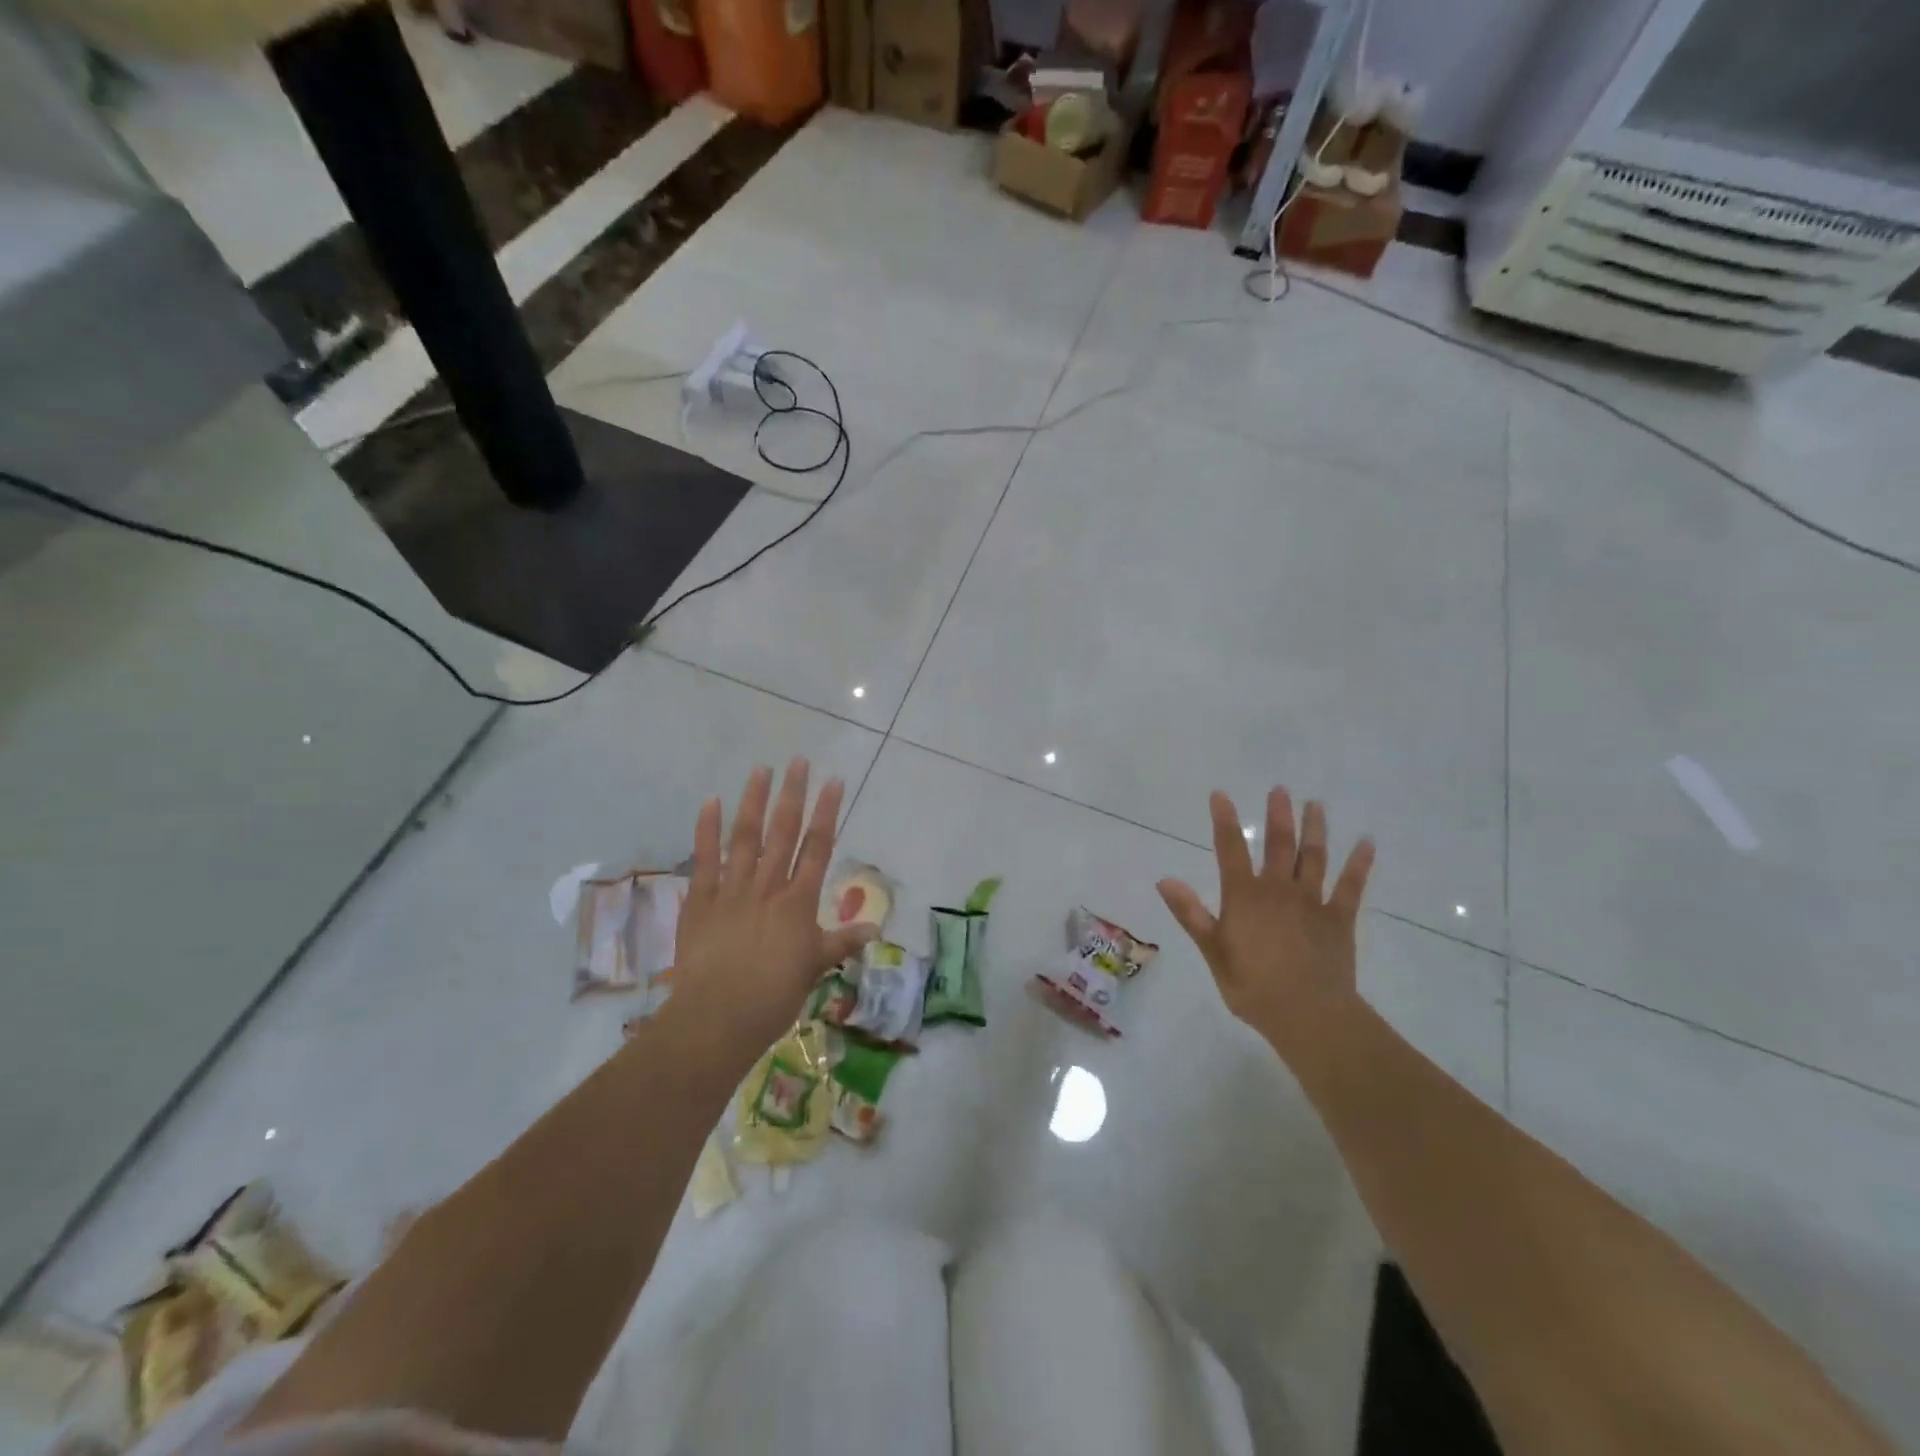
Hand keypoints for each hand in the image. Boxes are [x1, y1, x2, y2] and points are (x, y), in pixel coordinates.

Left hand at [669, 759, 875, 1059]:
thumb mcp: (814, 968)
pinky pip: (704, 859)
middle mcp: (768, 886)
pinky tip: (711, 802)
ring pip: (746, 837)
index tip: (834, 781)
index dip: (827, 812)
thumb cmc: (773, 996)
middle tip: (798, 761)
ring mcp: (732, 889)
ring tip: (761, 770)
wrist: (717, 1017)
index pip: (817, 847)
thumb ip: (841, 942)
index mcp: (798, 902)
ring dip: (754, 801)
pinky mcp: (700, 900)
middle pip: (783, 832)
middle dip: (793, 794)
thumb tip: (874, 928)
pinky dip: (707, 830)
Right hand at [1157, 788, 1375, 1061]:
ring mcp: (1312, 902)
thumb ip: (1191, 913)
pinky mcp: (1339, 919)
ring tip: (1315, 804)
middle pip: (1278, 845)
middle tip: (1280, 789)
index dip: (1224, 821)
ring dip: (1314, 829)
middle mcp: (1278, 890)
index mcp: (1245, 896)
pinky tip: (1366, 843)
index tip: (1220, 794)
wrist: (1308, 1015)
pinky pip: (1350, 886)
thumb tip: (1164, 880)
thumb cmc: (1252, 986)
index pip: (1230, 850)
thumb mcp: (1212, 951)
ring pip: (1313, 857)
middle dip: (1278, 815)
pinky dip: (1358, 863)